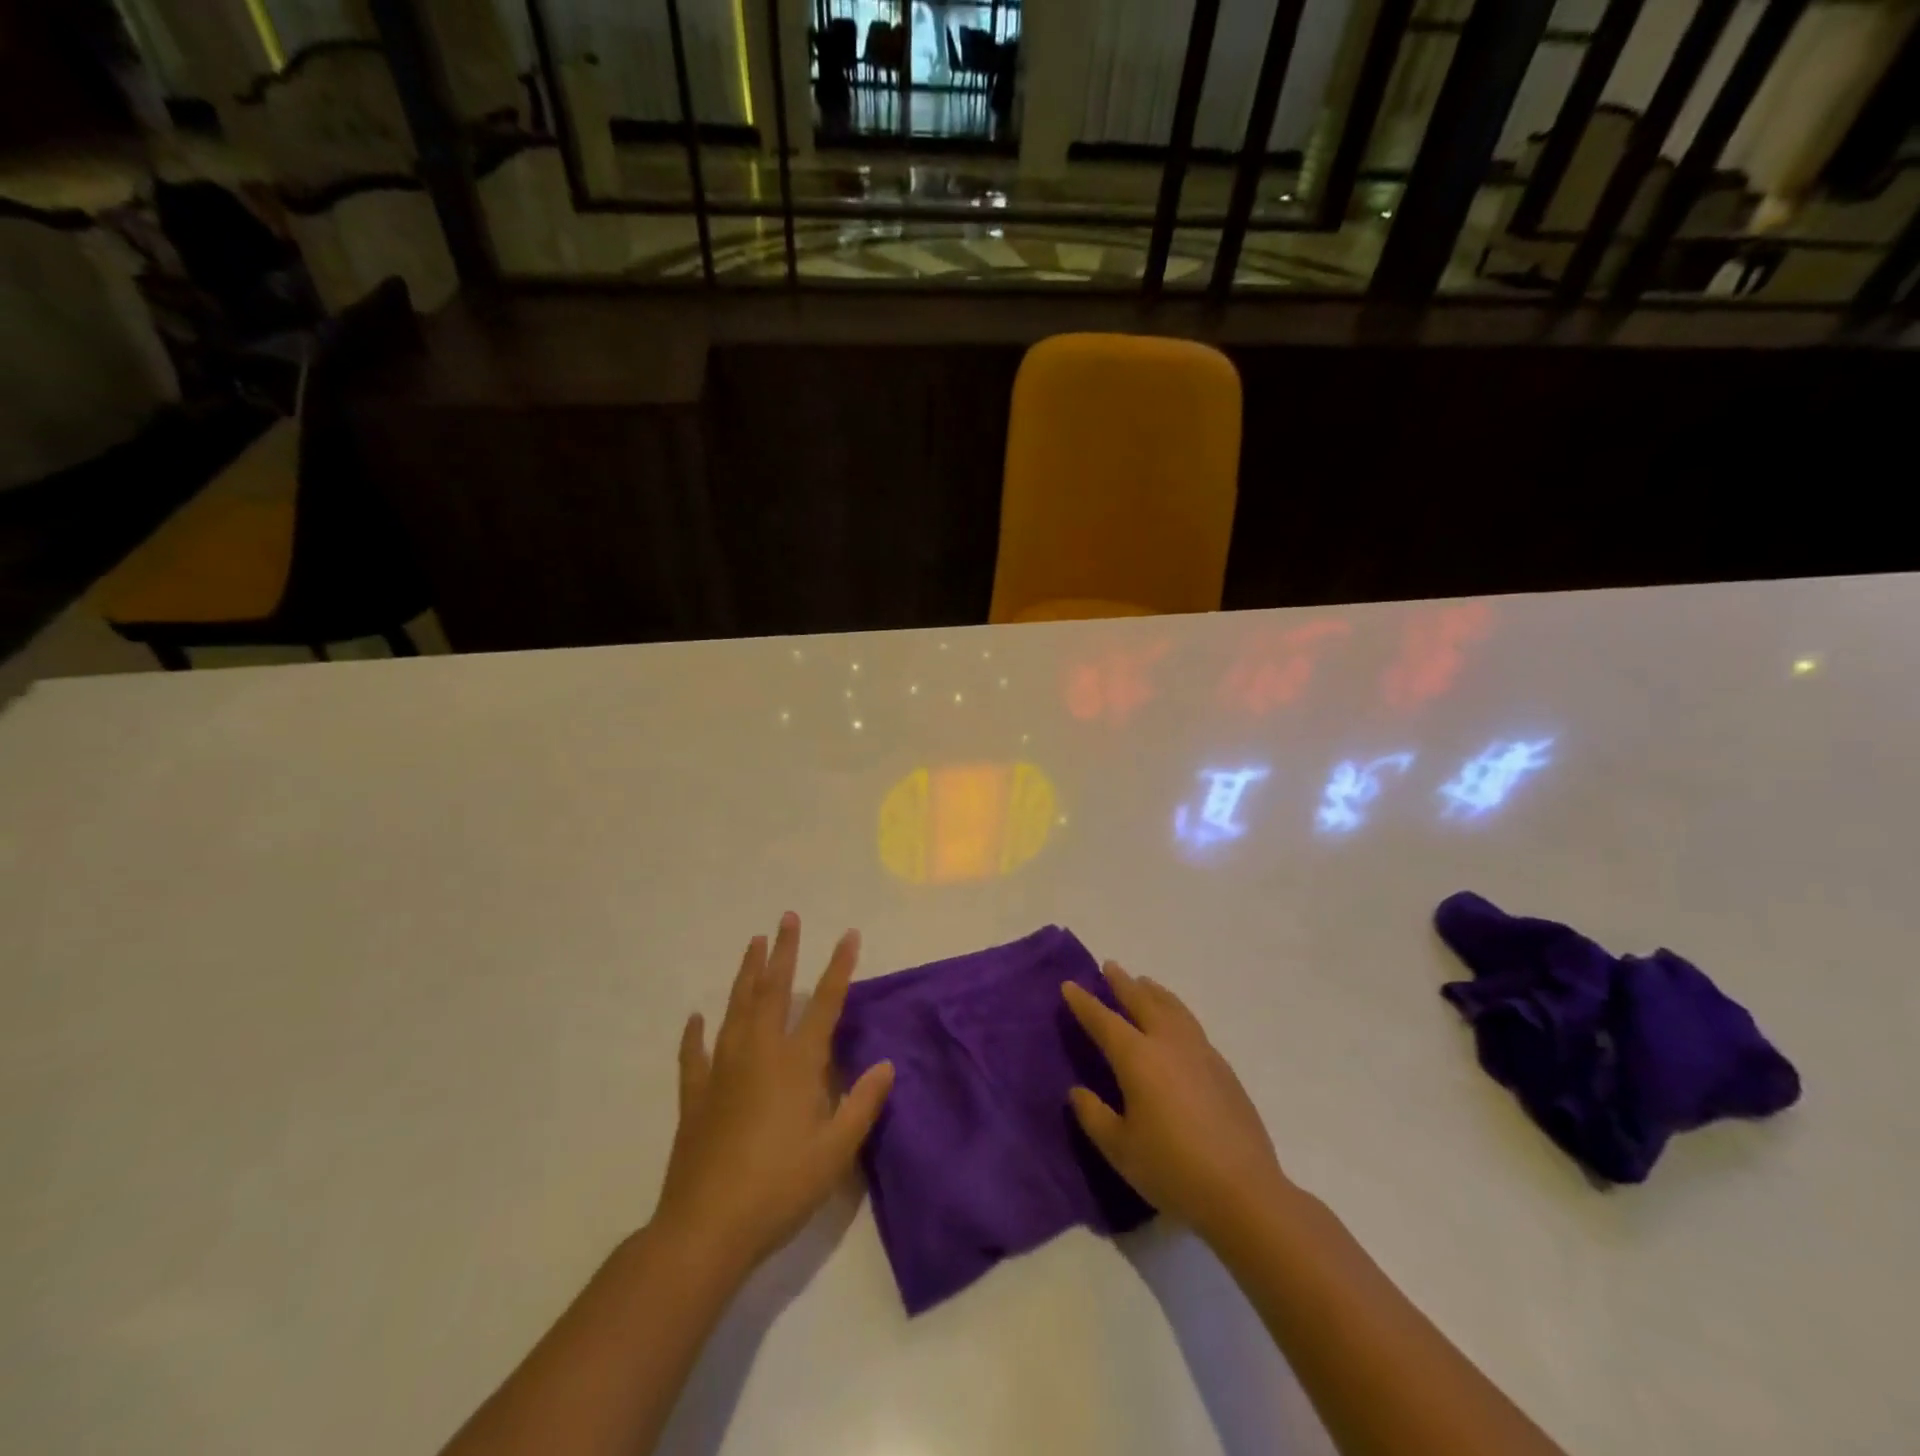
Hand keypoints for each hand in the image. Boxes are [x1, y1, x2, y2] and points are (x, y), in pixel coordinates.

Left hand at [653, 913, 893, 1276]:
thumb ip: (862, 1104)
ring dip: (747, 974)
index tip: (848, 935)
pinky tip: (696, 1018)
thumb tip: (886, 1064)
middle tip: (787, 918)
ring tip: (754, 944)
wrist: (707, 1227)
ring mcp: (722, 1070)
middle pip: (773, 991)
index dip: (839, 967)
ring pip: (736, 1009)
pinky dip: (695, 1033)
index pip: (825, 1003)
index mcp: (796, 1063)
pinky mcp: (695, 1095)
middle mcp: (759, 1053)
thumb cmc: (780, 1187)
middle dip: (784, 952)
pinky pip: (694, 1054)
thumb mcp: (835, 1151)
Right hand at [1063, 963, 1288, 1242]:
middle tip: (1110, 966)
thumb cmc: (1172, 1169)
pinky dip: (1176, 1011)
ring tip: (1144, 982)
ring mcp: (1200, 1052)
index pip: (1104, 1021)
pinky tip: (1176, 1023)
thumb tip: (1078, 1091)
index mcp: (1137, 1058)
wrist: (1243, 1191)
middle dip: (1122, 983)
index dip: (1084, 1003)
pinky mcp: (1223, 1068)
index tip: (1070, 985)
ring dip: (1154, 992)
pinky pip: (1191, 1024)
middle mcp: (1168, 1043)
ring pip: (1173, 1008)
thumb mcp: (1119, 1149)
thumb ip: (1094, 1115)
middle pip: (1142, 1002)